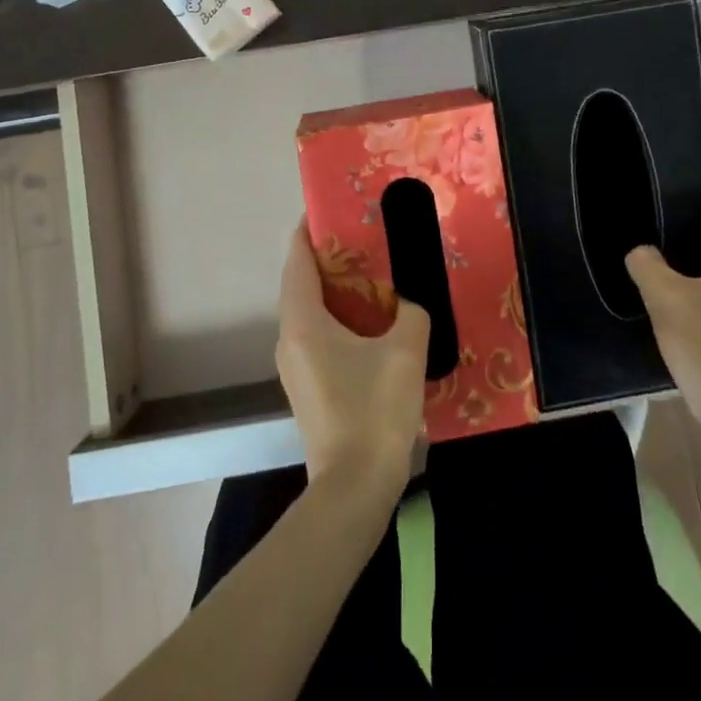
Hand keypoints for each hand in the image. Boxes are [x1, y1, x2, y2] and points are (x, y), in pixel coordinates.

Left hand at [276, 222, 430, 495]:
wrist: (354, 490)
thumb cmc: (374, 411)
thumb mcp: (405, 352)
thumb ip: (412, 312)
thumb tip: (409, 303)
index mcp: (303, 322)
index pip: (297, 261)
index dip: (308, 232)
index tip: (329, 210)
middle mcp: (289, 340)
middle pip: (301, 285)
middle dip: (328, 260)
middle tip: (364, 241)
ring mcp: (294, 368)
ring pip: (309, 314)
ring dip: (335, 292)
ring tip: (372, 278)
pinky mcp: (307, 389)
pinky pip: (317, 338)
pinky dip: (337, 321)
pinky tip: (371, 325)